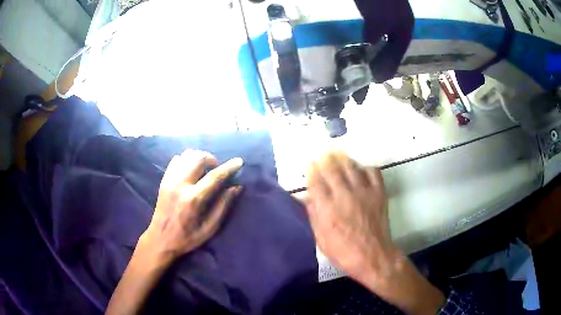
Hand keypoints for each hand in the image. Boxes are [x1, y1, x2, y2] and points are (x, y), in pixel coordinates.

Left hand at [139, 150, 242, 265]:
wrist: (160, 239)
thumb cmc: (187, 238)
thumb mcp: (209, 228)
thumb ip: (222, 206)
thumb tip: (236, 188)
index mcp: (193, 199)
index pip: (214, 177)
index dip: (229, 167)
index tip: (239, 161)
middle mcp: (180, 185)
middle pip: (198, 158)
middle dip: (212, 159)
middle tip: (217, 169)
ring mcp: (170, 180)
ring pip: (187, 155)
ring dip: (199, 158)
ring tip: (204, 169)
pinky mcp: (164, 180)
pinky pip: (176, 160)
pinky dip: (187, 160)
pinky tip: (191, 170)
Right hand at [305, 152, 443, 314]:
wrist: (373, 256)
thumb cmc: (343, 252)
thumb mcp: (321, 239)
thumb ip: (314, 215)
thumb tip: (307, 198)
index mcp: (327, 208)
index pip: (316, 182)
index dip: (312, 170)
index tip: (310, 164)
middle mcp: (344, 195)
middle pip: (332, 169)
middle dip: (326, 158)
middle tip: (323, 152)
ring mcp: (363, 192)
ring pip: (351, 167)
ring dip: (343, 159)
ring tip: (339, 154)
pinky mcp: (378, 193)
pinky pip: (373, 172)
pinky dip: (366, 167)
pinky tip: (362, 169)